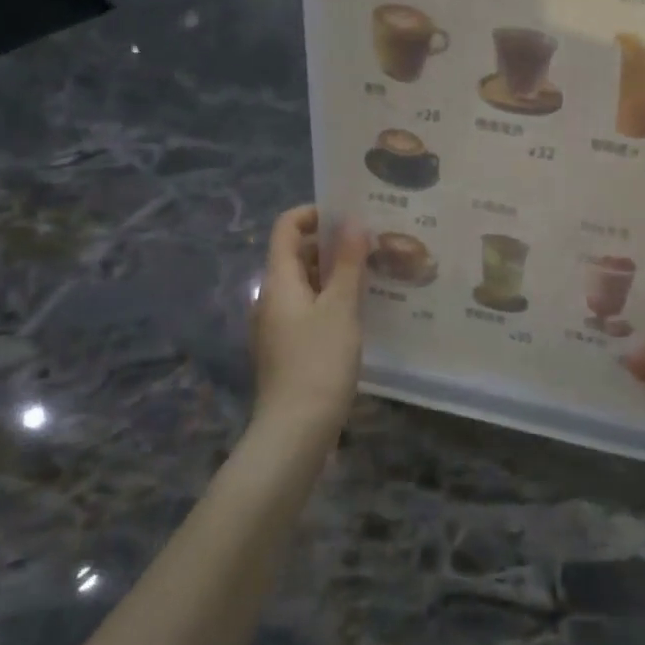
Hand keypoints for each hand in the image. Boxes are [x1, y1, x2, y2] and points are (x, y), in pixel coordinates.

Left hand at [249, 206, 368, 437]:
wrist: (295, 430)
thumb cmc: (319, 361)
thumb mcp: (341, 308)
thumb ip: (349, 263)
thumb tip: (354, 222)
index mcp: (278, 280)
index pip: (286, 227)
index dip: (314, 214)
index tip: (350, 216)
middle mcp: (270, 297)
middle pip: (295, 255)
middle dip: (331, 245)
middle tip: (372, 245)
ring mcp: (275, 325)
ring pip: (304, 284)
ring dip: (334, 274)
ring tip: (373, 275)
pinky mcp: (286, 348)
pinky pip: (307, 309)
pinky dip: (330, 300)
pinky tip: (359, 312)